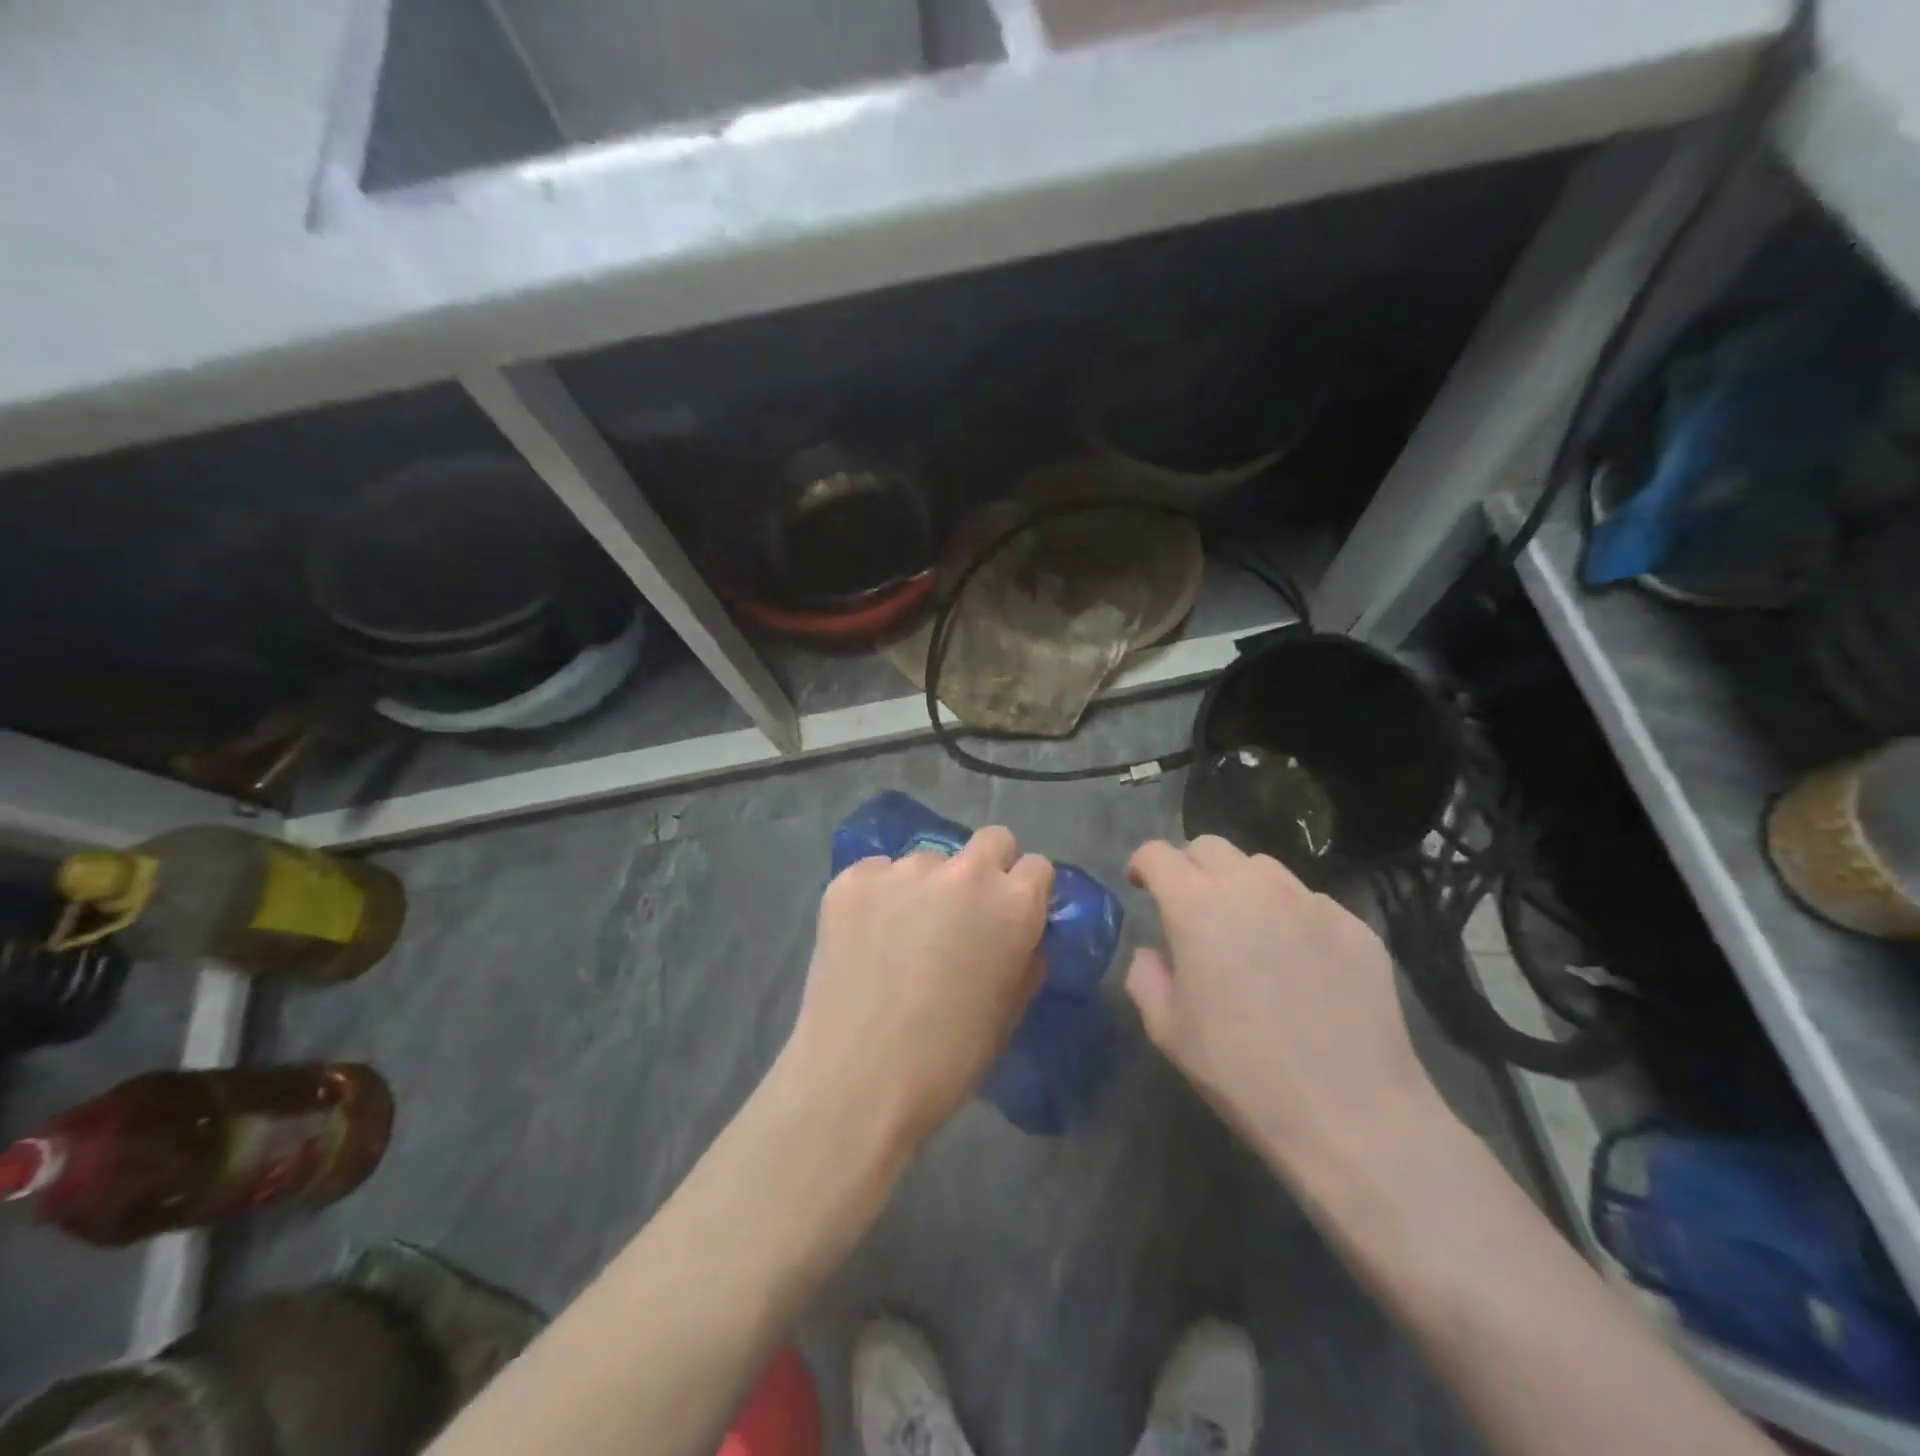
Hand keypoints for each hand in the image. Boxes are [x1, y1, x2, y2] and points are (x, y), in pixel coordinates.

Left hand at [779, 826, 1052, 1155]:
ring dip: (926, 887)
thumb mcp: (1009, 1010)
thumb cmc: (948, 1058)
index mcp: (1012, 904)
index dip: (1027, 891)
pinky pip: (877, 873)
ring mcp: (903, 869)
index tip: (1012, 916)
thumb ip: (1025, 955)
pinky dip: (878, 896)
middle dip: (988, 868)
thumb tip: (1020, 932)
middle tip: (964, 913)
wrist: (857, 1081)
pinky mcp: (852, 879)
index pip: (1037, 866)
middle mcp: (963, 872)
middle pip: (991, 841)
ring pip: (929, 860)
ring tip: (902, 936)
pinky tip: (866, 938)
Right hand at [1125, 836, 1444, 1182]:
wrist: (1351, 1113)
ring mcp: (1310, 901)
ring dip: (1241, 887)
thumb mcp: (1168, 1031)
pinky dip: (1290, 917)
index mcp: (1197, 905)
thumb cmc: (1241, 1070)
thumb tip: (1153, 953)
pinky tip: (1300, 965)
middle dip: (1190, 866)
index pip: (1158, 853)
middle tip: (1190, 907)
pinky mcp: (1354, 925)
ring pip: (1263, 869)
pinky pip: (1310, 903)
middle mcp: (1252, 886)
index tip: (1140, 885)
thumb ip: (1146, 977)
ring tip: (1247, 932)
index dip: (1142, 864)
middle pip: (1210, 846)